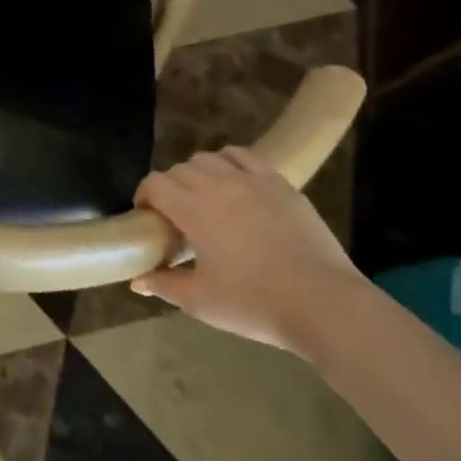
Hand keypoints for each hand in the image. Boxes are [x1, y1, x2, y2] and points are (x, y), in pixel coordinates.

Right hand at [131, 146, 362, 354]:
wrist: (324, 304)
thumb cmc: (255, 304)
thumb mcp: (202, 302)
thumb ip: (165, 285)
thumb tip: (137, 281)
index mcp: (193, 209)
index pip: (154, 184)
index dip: (144, 196)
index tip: (147, 217)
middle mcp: (216, 185)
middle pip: (179, 170)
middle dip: (169, 187)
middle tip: (176, 216)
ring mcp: (250, 180)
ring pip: (208, 159)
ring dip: (197, 173)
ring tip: (204, 197)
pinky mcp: (278, 183)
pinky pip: (243, 156)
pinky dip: (228, 161)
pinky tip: (233, 181)